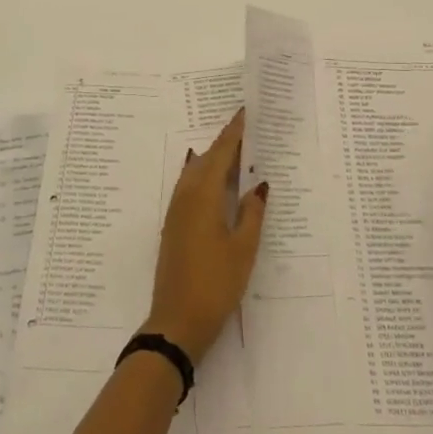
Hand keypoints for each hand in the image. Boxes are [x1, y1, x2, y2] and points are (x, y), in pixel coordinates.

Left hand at [145, 107, 266, 363]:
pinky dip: (205, 177)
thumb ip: (252, 213)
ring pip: (196, 173)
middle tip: (248, 130)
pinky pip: (190, 187)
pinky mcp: (174, 226)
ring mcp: (176, 212)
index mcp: (203, 196)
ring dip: (214, 160)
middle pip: (206, 160)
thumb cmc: (216, 283)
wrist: (177, 321)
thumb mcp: (243, 249)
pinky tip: (216, 183)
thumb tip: (258, 184)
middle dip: (225, 143)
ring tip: (237, 152)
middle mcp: (185, 197)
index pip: (220, 153)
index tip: (246, 112)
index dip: (234, 133)